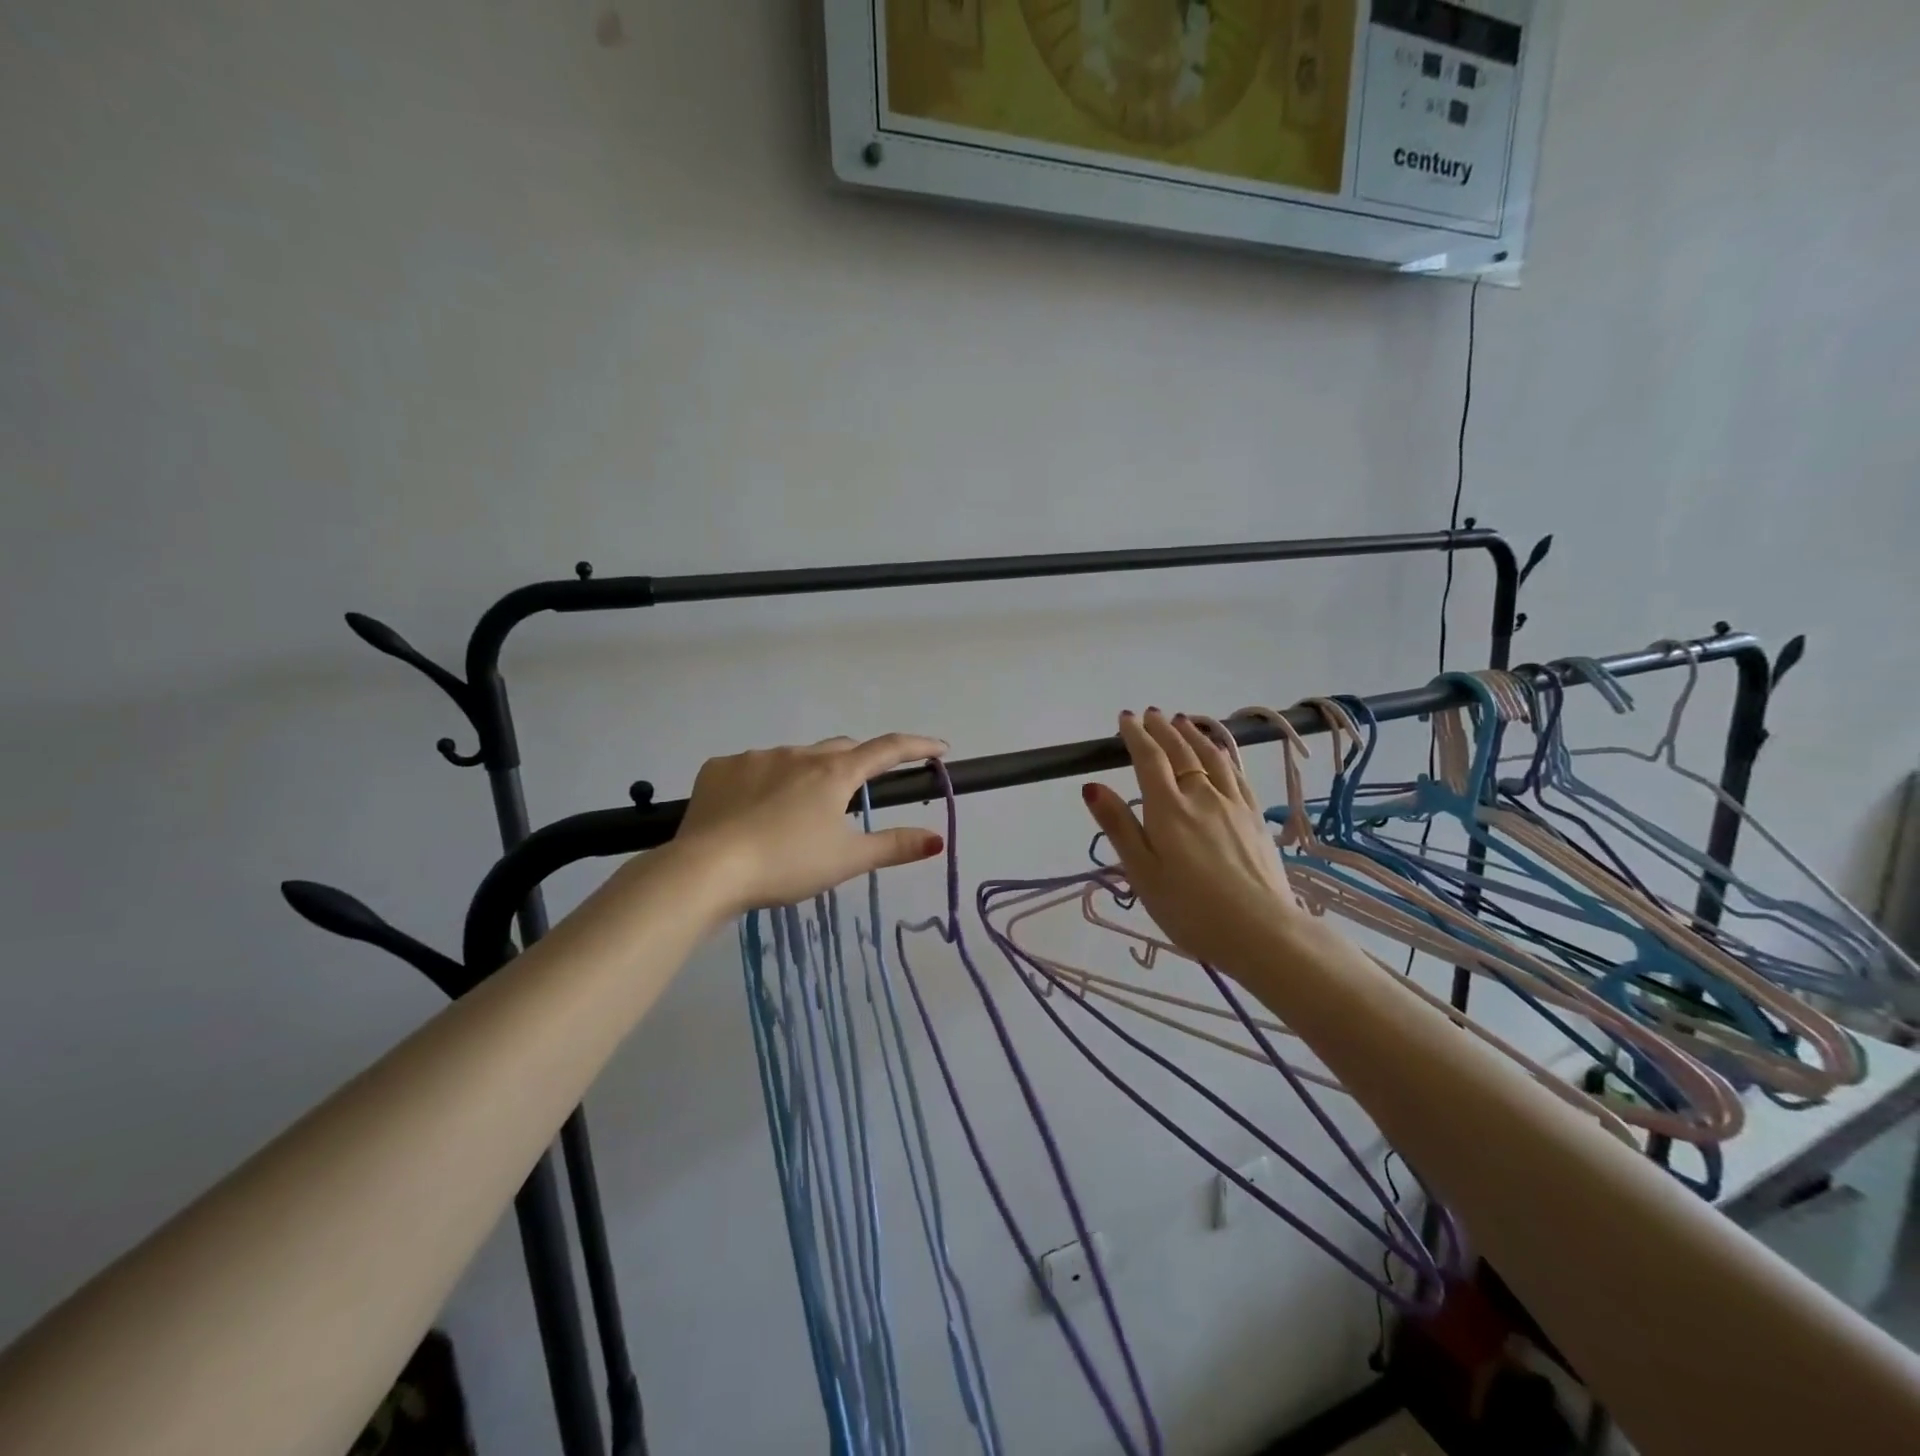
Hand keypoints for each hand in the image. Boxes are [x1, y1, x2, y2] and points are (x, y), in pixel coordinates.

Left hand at [675, 734, 949, 914]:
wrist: (706, 870)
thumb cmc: (786, 864)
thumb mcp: (846, 860)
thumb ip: (893, 846)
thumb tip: (937, 839)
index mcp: (833, 773)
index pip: (887, 749)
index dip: (917, 747)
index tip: (939, 748)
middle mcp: (797, 754)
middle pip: (839, 750)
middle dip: (856, 764)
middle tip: (858, 794)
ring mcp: (755, 757)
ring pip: (794, 759)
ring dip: (806, 776)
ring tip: (796, 815)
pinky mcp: (719, 768)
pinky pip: (752, 768)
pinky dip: (764, 783)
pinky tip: (753, 812)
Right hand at [1081, 709, 1302, 973]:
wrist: (1262, 932)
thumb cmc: (1190, 910)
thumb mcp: (1142, 873)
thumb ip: (1119, 827)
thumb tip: (1092, 786)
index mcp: (1168, 808)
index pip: (1149, 759)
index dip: (1135, 735)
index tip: (1125, 718)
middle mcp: (1201, 795)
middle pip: (1180, 751)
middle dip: (1162, 729)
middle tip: (1150, 714)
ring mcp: (1233, 804)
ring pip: (1212, 757)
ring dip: (1193, 735)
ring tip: (1183, 722)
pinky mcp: (1256, 817)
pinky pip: (1237, 773)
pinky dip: (1223, 754)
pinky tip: (1221, 753)